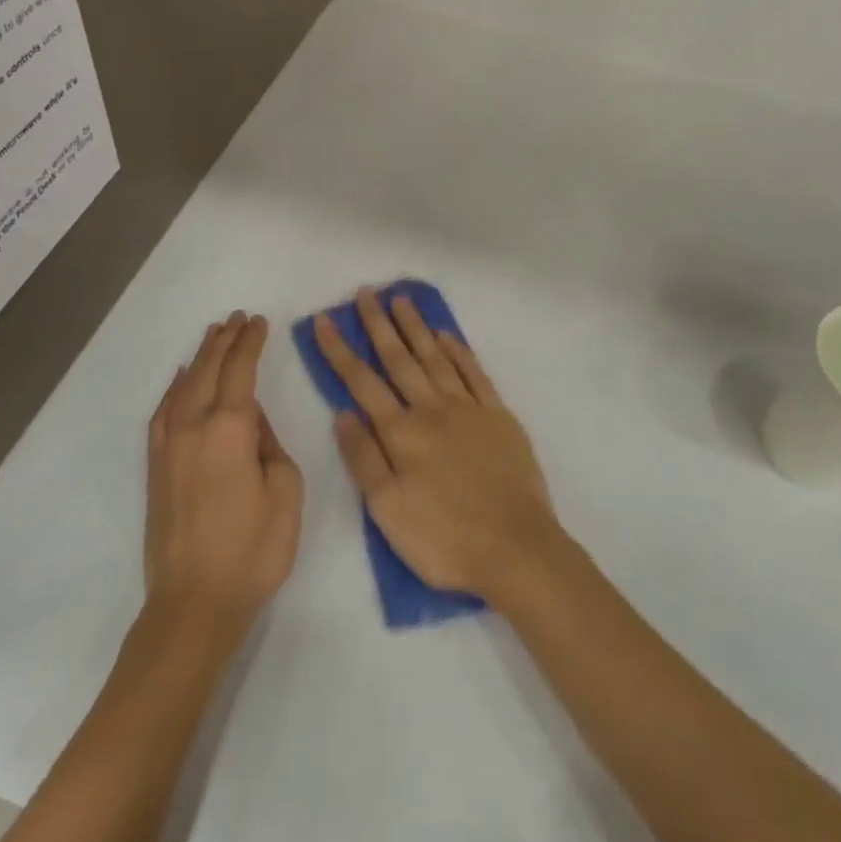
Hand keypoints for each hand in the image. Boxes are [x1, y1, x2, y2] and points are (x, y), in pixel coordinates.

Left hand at [146, 313, 303, 631]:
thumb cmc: (253, 549)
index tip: (258, 321)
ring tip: (213, 336)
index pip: (240, 371)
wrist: (195, 601)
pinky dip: (174, 390)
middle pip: (208, 371)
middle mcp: (194, 428)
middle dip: (224, 341)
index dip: (250, 343)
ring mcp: (169, 447)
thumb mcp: (285, 493)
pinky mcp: (156, 468)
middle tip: (237, 318)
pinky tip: (181, 380)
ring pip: (184, 387)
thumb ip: (270, 446)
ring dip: (200, 358)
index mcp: (230, 430)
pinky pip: (163, 414)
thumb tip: (251, 422)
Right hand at [313, 290, 559, 602]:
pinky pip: (474, 374)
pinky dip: (458, 351)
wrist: (516, 548)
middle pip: (399, 359)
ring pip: (436, 357)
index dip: (340, 350)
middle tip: (365, 292)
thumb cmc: (444, 538)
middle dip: (378, 324)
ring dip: (416, 327)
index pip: (361, 382)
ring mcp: (469, 409)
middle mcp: (432, 410)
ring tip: (401, 299)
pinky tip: (446, 335)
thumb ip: (363, 458)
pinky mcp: (499, 417)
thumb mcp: (387, 509)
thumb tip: (342, 413)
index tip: (324, 320)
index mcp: (401, 433)